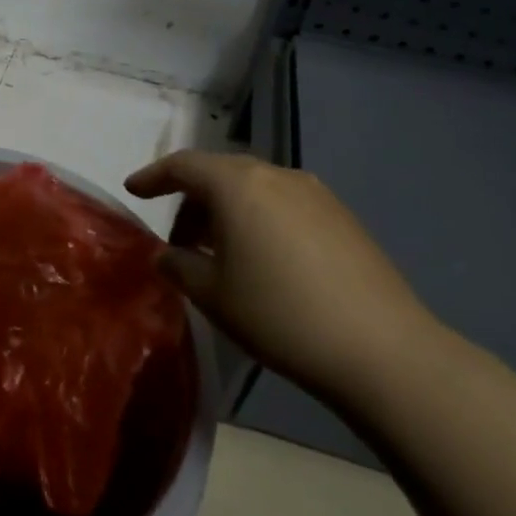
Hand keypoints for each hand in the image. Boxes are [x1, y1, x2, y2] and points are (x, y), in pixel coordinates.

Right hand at [125, 151, 441, 398]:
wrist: (382, 350)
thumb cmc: (279, 315)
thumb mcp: (212, 295)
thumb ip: (179, 266)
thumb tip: (169, 255)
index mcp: (238, 184)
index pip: (183, 165)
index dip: (153, 177)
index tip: (134, 191)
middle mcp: (277, 176)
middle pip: (220, 174)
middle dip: (192, 202)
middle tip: (179, 243)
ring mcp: (316, 194)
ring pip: (254, 189)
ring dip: (227, 212)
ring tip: (220, 255)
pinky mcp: (343, 217)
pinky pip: (284, 205)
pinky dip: (259, 220)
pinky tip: (263, 261)